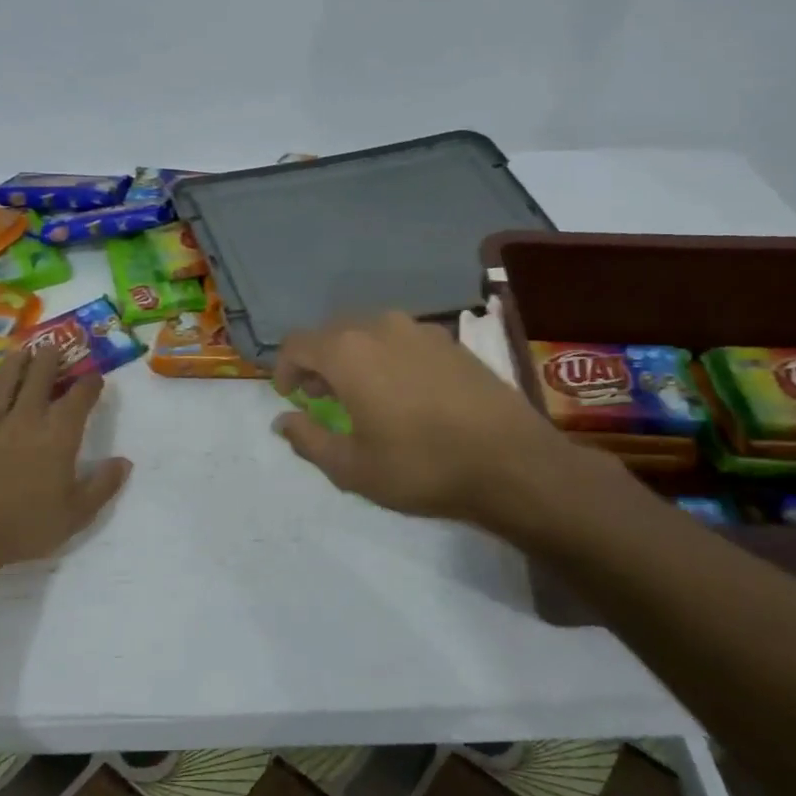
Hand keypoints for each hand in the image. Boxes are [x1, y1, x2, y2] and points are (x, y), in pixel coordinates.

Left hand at [0, 345, 131, 574]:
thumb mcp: (75, 515)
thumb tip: (124, 462)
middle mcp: (26, 417)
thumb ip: (103, 485)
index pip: (79, 397)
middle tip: (54, 347)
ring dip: (16, 361)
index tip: (95, 377)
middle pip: (39, 375)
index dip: (90, 383)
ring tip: (22, 352)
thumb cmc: (22, 526)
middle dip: (50, 358)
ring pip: (4, 379)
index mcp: (58, 434)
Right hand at [271, 311, 623, 538]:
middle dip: (319, 363)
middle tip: (321, 398)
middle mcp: (381, 327)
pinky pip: (403, 341)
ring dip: (355, 358)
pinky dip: (389, 359)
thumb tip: (283, 421)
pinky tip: (405, 393)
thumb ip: (308, 439)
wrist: (512, 463)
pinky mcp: (451, 341)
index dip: (284, 369)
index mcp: (348, 351)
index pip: (297, 344)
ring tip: (363, 395)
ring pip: (370, 334)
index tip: (290, 397)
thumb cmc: (422, 466)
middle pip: (333, 333)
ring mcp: (420, 330)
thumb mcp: (352, 468)